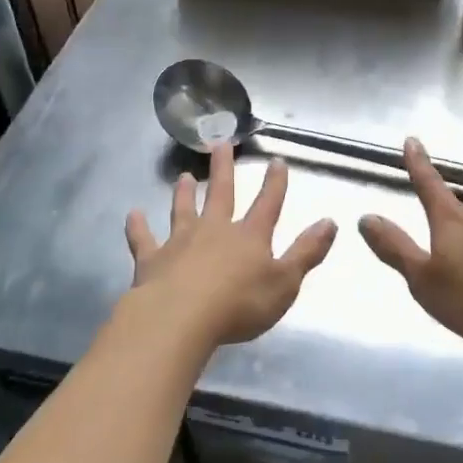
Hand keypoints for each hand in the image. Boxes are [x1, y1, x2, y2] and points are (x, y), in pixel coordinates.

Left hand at [125, 145, 337, 348]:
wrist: (181, 319)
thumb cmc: (240, 304)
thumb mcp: (285, 282)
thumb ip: (306, 252)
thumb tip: (330, 221)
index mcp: (249, 236)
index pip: (267, 204)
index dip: (275, 183)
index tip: (277, 161)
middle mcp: (214, 230)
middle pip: (221, 193)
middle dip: (223, 168)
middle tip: (220, 143)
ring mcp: (180, 242)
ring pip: (182, 209)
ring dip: (184, 193)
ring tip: (184, 176)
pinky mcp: (152, 259)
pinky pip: (143, 239)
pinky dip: (138, 227)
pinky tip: (132, 215)